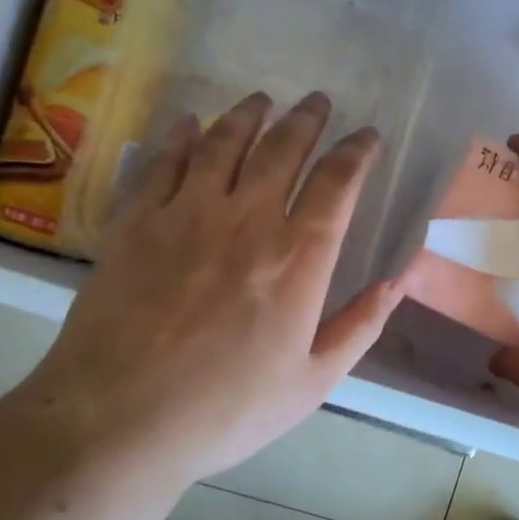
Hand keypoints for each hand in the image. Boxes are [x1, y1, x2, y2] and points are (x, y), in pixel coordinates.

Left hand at [14, 90, 407, 489]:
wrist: (120, 419)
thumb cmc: (226, 410)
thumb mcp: (312, 383)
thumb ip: (360, 326)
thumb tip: (398, 280)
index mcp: (298, 260)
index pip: (338, 183)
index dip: (357, 152)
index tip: (367, 137)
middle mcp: (247, 220)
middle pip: (283, 149)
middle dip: (307, 119)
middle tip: (318, 102)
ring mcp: (186, 213)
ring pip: (223, 141)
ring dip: (248, 115)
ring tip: (262, 101)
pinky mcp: (135, 220)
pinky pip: (163, 160)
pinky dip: (181, 135)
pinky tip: (190, 123)